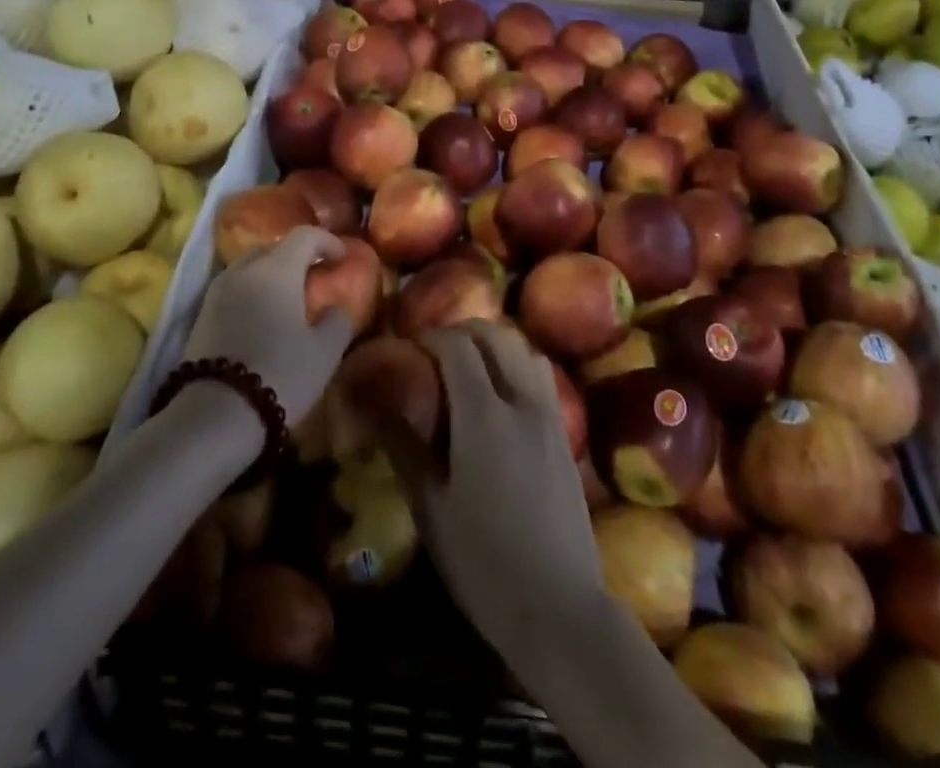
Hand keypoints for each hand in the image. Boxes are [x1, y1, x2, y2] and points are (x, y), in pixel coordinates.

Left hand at [183, 226, 353, 427]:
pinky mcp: (200, 317)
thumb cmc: (279, 374)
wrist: (213, 417)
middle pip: (273, 247)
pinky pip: (233, 289)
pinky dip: (251, 292)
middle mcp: (243, 270)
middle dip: (296, 255)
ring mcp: (217, 292)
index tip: (343, 257)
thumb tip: (339, 308)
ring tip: (287, 297)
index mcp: (277, 269)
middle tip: (315, 275)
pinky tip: (262, 317)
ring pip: (249, 267)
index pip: (305, 235)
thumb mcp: (324, 352)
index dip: (328, 241)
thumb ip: (339, 321)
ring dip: (270, 273)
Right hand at [385, 322, 604, 663]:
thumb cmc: (484, 563)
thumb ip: (405, 449)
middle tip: (436, 350)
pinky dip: (519, 365)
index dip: (431, 336)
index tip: (409, 345)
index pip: (457, 346)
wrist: (560, 608)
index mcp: (483, 414)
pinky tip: (503, 395)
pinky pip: (542, 376)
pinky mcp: (566, 434)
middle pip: (496, 336)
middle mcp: (521, 401)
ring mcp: (550, 415)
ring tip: (471, 365)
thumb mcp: (432, 509)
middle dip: (463, 331)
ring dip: (495, 343)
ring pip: (524, 349)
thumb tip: (373, 409)